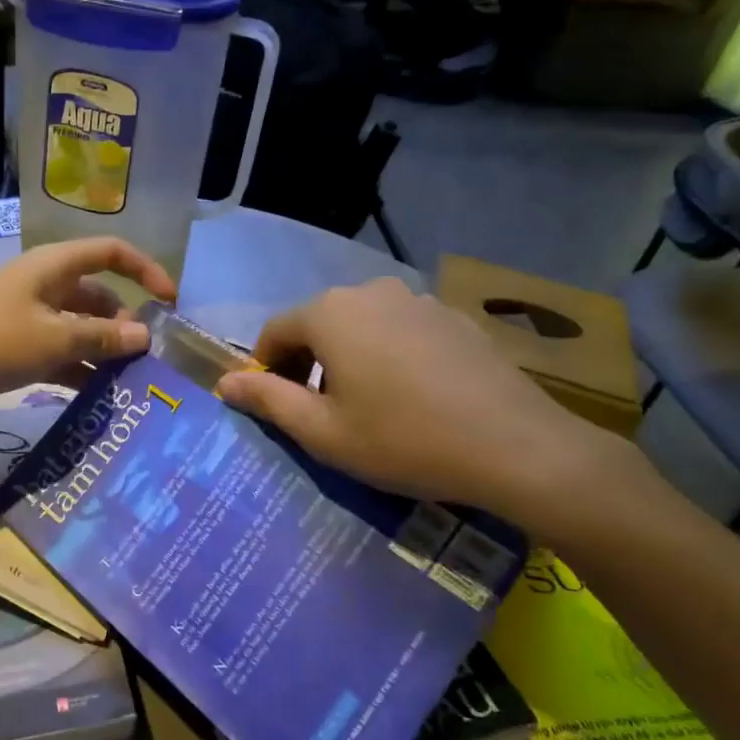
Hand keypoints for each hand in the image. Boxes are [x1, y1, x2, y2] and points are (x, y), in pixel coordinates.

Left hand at [0, 238, 176, 420]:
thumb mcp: (51, 337)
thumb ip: (99, 336)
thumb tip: (144, 336)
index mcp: (53, 268)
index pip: (110, 252)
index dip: (145, 269)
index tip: (170, 302)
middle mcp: (44, 287)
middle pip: (97, 297)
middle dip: (124, 323)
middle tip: (149, 361)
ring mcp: (27, 319)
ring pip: (78, 330)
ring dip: (102, 352)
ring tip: (131, 385)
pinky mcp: (13, 350)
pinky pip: (57, 355)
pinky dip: (77, 370)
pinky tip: (96, 397)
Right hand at [216, 279, 640, 524]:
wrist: (515, 447)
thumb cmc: (402, 440)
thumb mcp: (322, 431)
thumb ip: (267, 401)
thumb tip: (225, 383)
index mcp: (329, 313)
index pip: (275, 331)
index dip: (264, 368)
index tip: (273, 404)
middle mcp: (369, 292)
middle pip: (318, 323)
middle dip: (306, 362)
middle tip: (317, 410)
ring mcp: (417, 300)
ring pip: (361, 325)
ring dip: (347, 357)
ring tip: (365, 404)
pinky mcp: (453, 317)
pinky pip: (400, 330)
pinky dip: (388, 354)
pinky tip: (411, 395)